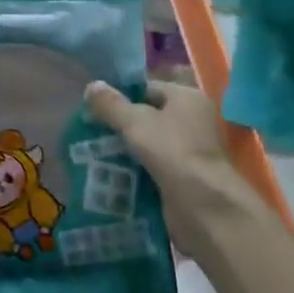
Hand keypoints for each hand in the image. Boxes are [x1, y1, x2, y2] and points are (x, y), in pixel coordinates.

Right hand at [85, 81, 271, 254]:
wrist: (204, 207)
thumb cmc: (171, 151)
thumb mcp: (134, 121)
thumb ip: (110, 104)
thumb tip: (91, 85)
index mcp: (187, 98)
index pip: (147, 89)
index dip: (120, 96)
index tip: (94, 107)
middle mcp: (193, 121)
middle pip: (147, 118)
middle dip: (119, 126)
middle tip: (90, 131)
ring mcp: (190, 152)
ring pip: (147, 145)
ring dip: (124, 151)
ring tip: (93, 153)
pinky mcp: (184, 179)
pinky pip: (152, 169)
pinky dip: (134, 172)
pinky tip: (110, 175)